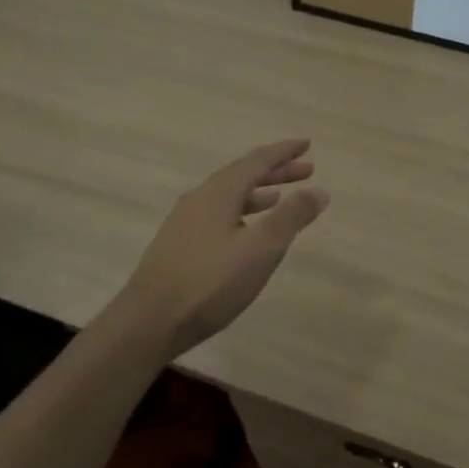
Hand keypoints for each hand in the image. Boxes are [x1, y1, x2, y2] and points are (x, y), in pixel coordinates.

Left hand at [119, 138, 329, 357]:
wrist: (148, 323)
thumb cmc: (210, 282)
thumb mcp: (261, 249)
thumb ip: (291, 217)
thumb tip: (319, 189)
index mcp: (219, 192)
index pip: (257, 160)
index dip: (284, 152)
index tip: (306, 144)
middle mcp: (200, 198)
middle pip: (242, 175)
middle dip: (275, 171)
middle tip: (307, 169)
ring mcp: (185, 222)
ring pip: (229, 196)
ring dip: (258, 193)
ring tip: (280, 197)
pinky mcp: (179, 245)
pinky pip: (218, 214)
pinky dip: (241, 212)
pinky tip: (246, 232)